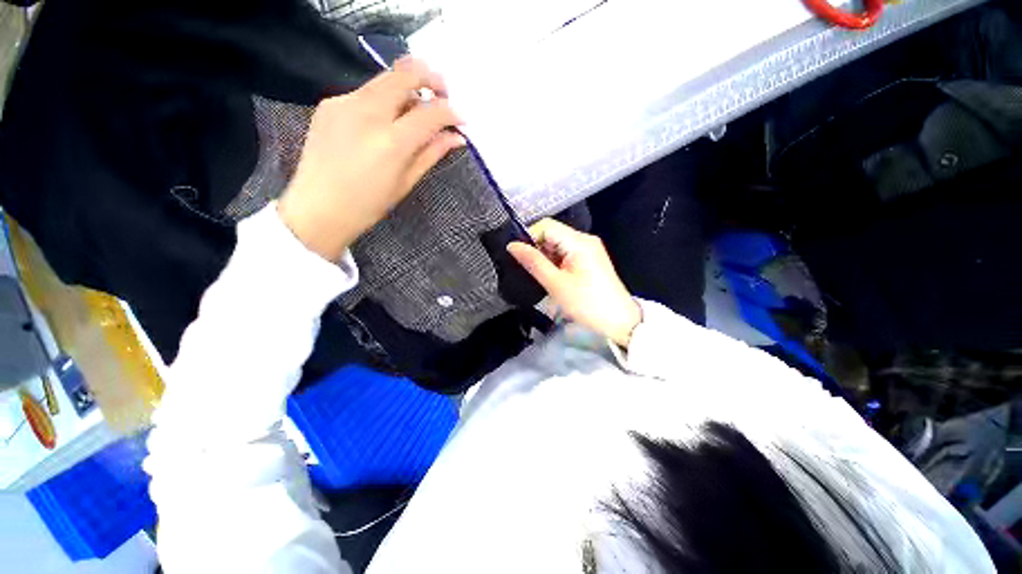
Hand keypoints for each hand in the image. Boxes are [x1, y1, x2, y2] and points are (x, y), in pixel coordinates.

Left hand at [277, 58, 464, 260]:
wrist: (317, 208)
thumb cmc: (368, 204)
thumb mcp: (406, 182)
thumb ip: (432, 153)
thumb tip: (456, 137)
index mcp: (391, 142)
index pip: (430, 113)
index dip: (451, 113)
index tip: (461, 119)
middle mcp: (368, 112)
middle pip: (405, 73)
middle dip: (431, 78)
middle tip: (443, 94)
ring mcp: (345, 103)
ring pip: (385, 78)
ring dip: (408, 87)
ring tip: (416, 109)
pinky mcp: (330, 103)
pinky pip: (366, 92)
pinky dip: (384, 100)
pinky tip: (385, 121)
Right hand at [508, 219, 642, 347]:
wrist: (619, 322)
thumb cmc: (587, 303)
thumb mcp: (556, 284)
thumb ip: (533, 262)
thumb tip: (512, 245)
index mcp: (579, 241)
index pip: (546, 226)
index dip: (529, 237)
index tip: (519, 257)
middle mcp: (585, 239)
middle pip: (552, 234)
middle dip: (537, 249)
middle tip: (529, 270)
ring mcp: (589, 249)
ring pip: (557, 245)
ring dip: (545, 258)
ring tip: (541, 277)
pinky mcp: (590, 259)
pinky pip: (566, 254)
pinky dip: (555, 263)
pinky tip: (552, 277)